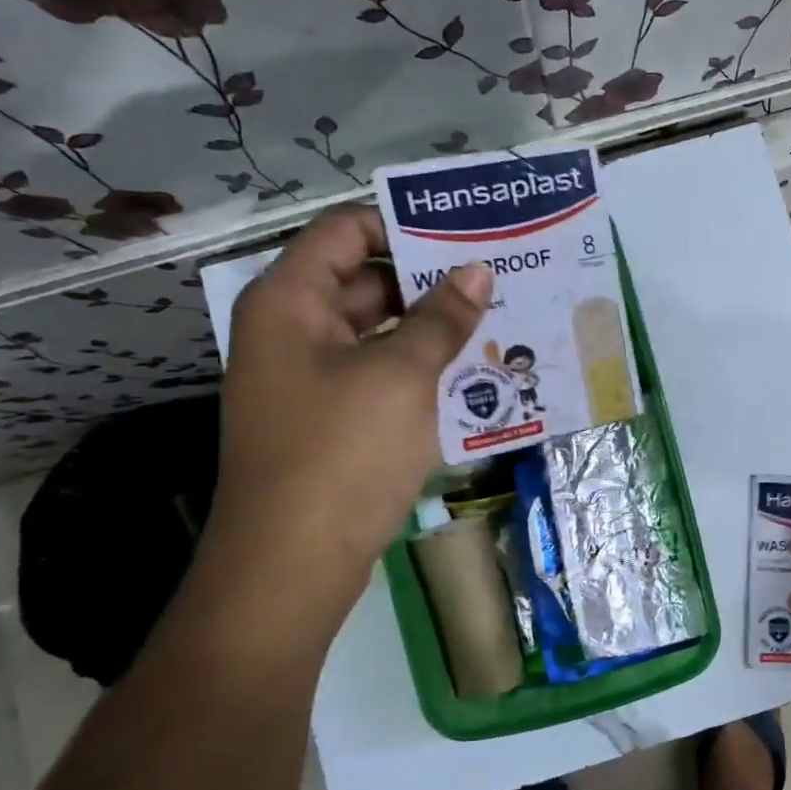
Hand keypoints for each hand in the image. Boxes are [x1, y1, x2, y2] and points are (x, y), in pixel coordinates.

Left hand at [210, 205, 490, 570]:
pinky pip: (380, 376)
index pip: (346, 230)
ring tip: (500, 323)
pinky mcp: (331, 420)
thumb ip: (442, 318)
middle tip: (499, 279)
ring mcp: (310, 379)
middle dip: (431, 280)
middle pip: (365, 280)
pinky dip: (421, 370)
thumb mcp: (401, 376)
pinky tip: (474, 376)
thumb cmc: (341, 453)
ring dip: (433, 329)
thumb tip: (477, 271)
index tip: (467, 234)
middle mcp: (293, 331)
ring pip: (379, 333)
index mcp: (291, 301)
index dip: (404, 224)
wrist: (292, 564)